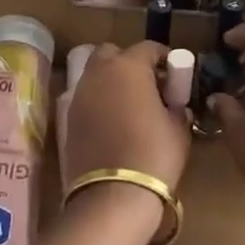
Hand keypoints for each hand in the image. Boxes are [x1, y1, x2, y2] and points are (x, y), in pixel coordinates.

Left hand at [40, 41, 191, 244]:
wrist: (113, 196)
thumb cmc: (154, 155)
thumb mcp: (178, 128)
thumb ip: (176, 107)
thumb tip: (173, 104)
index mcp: (128, 67)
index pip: (148, 48)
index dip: (164, 58)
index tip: (174, 74)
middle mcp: (98, 74)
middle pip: (111, 54)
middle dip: (128, 63)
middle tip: (148, 85)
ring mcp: (77, 96)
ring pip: (94, 75)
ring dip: (111, 83)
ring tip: (130, 106)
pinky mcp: (66, 120)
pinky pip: (85, 100)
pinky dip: (98, 103)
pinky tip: (113, 124)